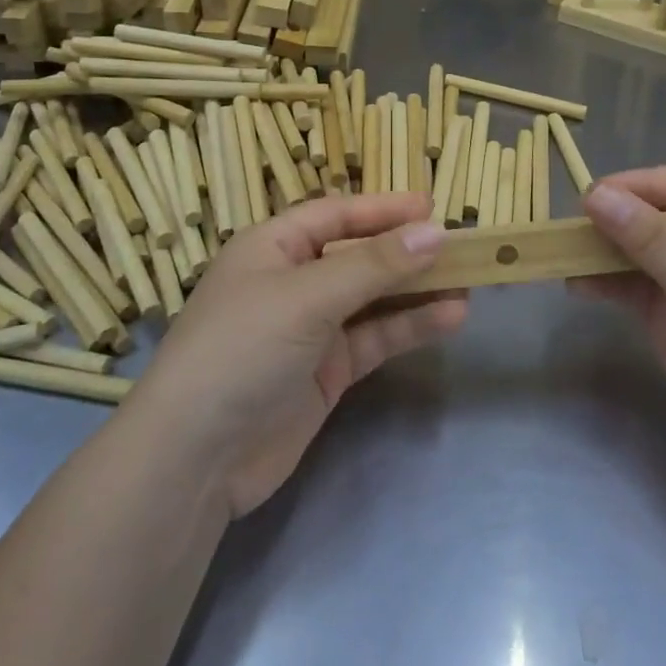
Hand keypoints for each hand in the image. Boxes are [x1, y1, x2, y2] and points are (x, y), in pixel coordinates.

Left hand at [124, 193, 467, 517]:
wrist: (196, 458)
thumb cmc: (242, 349)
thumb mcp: (307, 297)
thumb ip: (373, 265)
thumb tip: (434, 232)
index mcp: (272, 247)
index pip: (335, 215)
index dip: (382, 209)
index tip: (432, 207)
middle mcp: (291, 282)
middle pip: (358, 256)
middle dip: (405, 251)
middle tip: (462, 245)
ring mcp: (309, 329)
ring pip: (372, 299)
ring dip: (416, 290)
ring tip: (469, 281)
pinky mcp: (326, 372)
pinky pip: (374, 338)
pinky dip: (409, 328)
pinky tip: (450, 318)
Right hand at [580, 166, 665, 500]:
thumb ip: (654, 241)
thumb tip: (596, 195)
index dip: (647, 184)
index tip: (595, 195)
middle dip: (622, 217)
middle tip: (573, 224)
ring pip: (646, 255)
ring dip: (608, 251)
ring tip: (567, 254)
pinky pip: (638, 293)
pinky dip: (608, 285)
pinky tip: (578, 286)